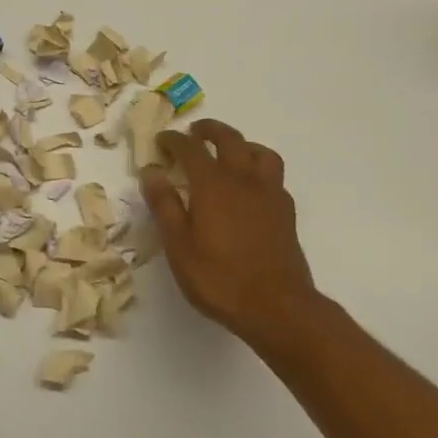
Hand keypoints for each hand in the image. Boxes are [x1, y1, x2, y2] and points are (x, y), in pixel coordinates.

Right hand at [140, 120, 327, 347]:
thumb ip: (165, 205)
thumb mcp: (179, 246)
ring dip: (241, 144)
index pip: (190, 149)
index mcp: (213, 184)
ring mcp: (269, 194)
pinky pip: (273, 175)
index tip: (161, 141)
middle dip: (209, 130)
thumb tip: (151, 172)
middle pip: (229, 139)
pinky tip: (251, 187)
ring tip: (228, 153)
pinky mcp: (286, 211)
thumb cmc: (219, 279)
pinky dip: (258, 169)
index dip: (174, 140)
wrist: (277, 307)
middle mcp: (243, 179)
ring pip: (259, 152)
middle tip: (194, 133)